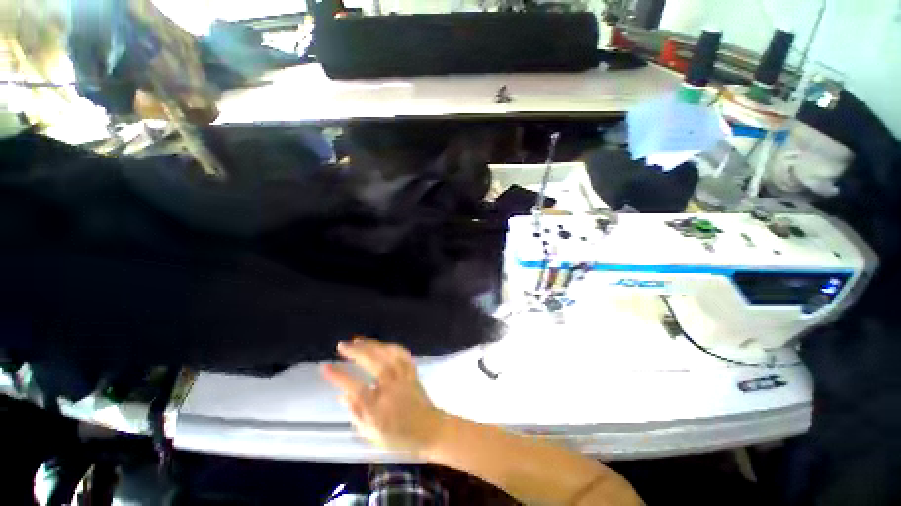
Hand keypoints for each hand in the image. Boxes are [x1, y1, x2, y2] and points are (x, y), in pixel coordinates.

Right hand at [321, 337, 446, 454]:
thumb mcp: (372, 435)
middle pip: (374, 364)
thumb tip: (342, 396)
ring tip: (357, 340)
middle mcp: (391, 388)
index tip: (325, 366)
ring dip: (372, 345)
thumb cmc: (399, 437)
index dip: (339, 377)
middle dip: (356, 352)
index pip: (355, 388)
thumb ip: (356, 414)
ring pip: (388, 354)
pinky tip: (381, 344)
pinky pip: (402, 354)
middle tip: (341, 345)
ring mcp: (404, 377)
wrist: (430, 430)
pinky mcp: (412, 372)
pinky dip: (390, 346)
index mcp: (379, 408)